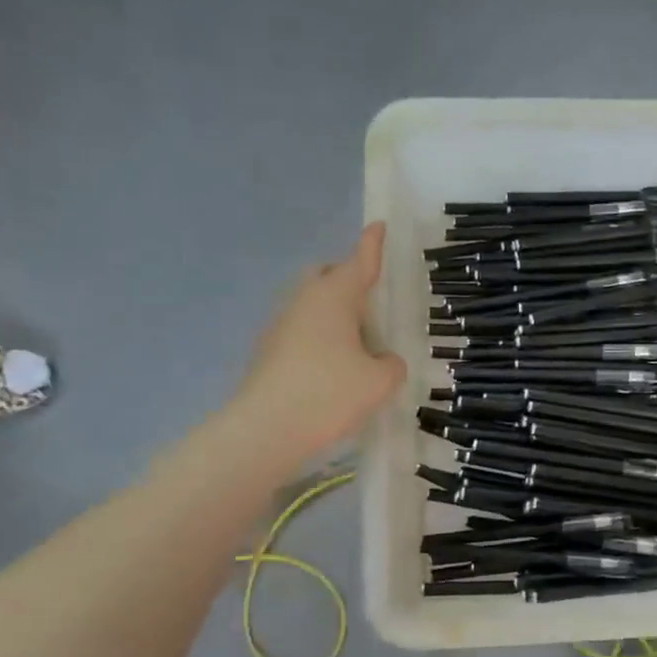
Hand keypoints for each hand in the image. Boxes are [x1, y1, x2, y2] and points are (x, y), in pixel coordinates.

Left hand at [235, 224, 406, 460]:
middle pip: (326, 276)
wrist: (265, 430)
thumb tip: (381, 360)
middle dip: (347, 279)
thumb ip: (391, 364)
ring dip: (333, 314)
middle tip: (370, 301)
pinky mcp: (268, 352)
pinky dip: (319, 339)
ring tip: (357, 345)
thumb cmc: (329, 394)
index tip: (378, 225)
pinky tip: (333, 369)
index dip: (372, 244)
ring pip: (311, 306)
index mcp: (334, 297)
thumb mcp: (380, 382)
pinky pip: (301, 332)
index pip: (359, 261)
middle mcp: (304, 302)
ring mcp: (280, 326)